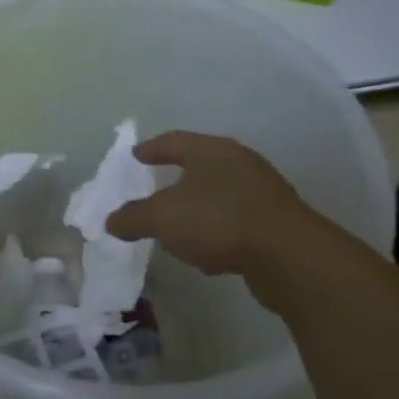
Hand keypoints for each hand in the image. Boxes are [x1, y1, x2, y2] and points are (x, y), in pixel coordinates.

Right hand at [106, 131, 322, 297]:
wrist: (288, 256)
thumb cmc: (218, 221)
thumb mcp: (162, 218)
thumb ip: (133, 217)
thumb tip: (111, 221)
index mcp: (212, 151)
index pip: (174, 141)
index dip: (152, 148)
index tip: (135, 155)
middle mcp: (239, 164)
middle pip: (200, 166)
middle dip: (176, 179)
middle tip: (154, 188)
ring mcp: (261, 193)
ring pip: (218, 196)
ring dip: (197, 210)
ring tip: (176, 228)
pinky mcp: (274, 224)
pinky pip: (234, 222)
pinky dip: (216, 232)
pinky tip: (207, 255)